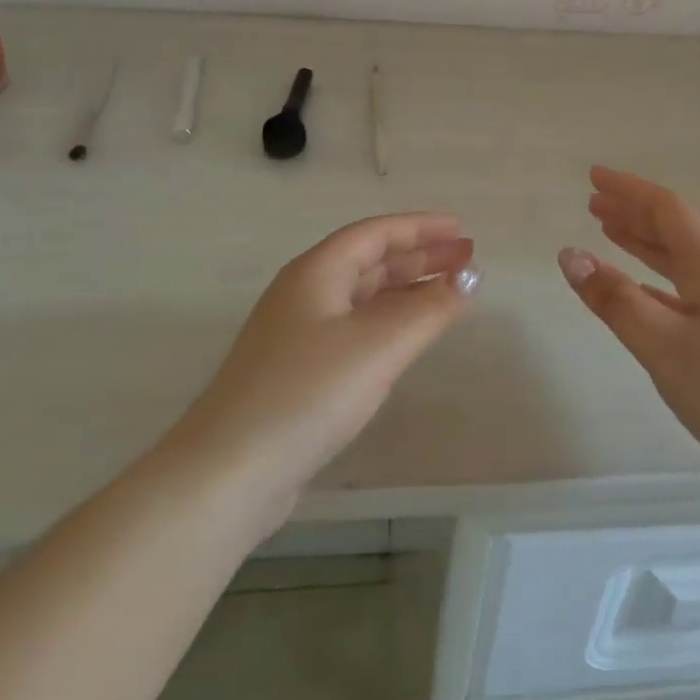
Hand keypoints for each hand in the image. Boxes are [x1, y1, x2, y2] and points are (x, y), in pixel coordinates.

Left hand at [174, 213, 478, 508]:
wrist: (230, 471)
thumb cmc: (308, 393)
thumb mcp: (379, 345)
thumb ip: (429, 309)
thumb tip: (469, 280)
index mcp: (316, 272)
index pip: (376, 233)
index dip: (421, 228)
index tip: (462, 230)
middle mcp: (305, 293)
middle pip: (370, 261)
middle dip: (420, 257)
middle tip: (467, 260)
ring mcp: (298, 333)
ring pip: (363, 296)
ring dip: (407, 290)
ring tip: (449, 292)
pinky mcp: (299, 370)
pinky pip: (355, 328)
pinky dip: (389, 321)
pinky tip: (409, 336)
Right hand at [558, 167, 699, 481]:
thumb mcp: (663, 345)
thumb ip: (615, 299)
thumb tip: (570, 254)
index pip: (667, 209)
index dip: (628, 189)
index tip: (593, 175)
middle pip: (674, 230)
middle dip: (632, 212)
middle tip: (593, 202)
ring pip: (680, 261)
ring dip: (643, 243)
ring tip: (609, 232)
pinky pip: (685, 292)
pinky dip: (655, 282)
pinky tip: (640, 292)